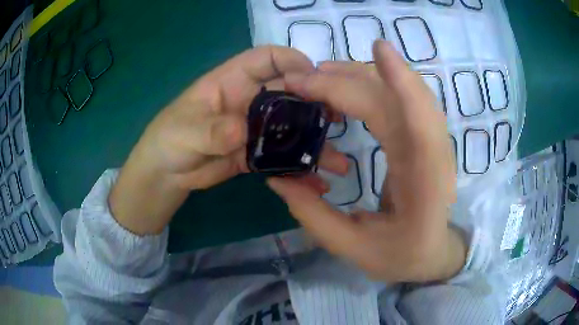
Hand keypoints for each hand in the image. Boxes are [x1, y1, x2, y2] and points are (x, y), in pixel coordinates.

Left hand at [109, 46, 347, 234]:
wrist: (166, 174)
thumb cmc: (168, 139)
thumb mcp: (184, 131)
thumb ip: (211, 129)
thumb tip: (241, 131)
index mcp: (232, 81)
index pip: (266, 59)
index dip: (291, 61)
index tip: (315, 77)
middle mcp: (249, 100)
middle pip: (289, 92)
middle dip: (315, 102)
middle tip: (337, 120)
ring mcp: (254, 128)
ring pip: (291, 127)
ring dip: (313, 141)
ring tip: (336, 160)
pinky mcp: (256, 152)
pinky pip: (281, 157)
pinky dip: (298, 168)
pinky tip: (315, 182)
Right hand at [268, 40, 464, 282]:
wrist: (434, 252)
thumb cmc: (402, 255)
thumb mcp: (354, 248)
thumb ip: (314, 215)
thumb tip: (277, 177)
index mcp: (426, 187)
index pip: (419, 126)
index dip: (402, 83)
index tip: (378, 48)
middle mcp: (433, 156)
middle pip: (397, 101)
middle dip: (349, 81)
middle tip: (300, 81)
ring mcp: (429, 143)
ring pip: (400, 94)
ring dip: (361, 76)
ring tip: (319, 75)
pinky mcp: (420, 137)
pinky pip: (399, 101)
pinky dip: (373, 84)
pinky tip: (346, 83)